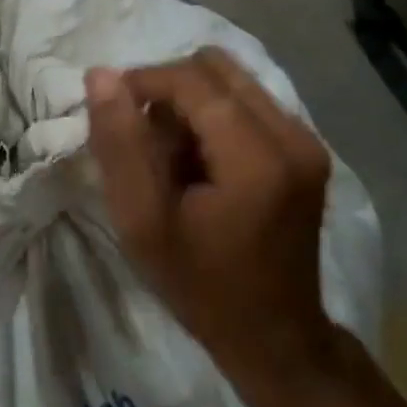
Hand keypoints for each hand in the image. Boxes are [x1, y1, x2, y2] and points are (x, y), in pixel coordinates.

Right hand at [84, 48, 335, 386]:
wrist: (276, 338)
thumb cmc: (201, 285)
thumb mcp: (142, 221)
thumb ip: (119, 144)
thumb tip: (101, 75)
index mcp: (258, 156)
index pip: (192, 80)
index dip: (143, 82)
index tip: (112, 113)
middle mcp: (293, 135)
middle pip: (215, 68)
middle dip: (167, 88)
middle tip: (144, 137)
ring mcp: (306, 140)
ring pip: (231, 80)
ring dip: (190, 100)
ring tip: (171, 151)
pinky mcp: (306, 149)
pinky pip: (248, 101)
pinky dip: (212, 115)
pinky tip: (199, 160)